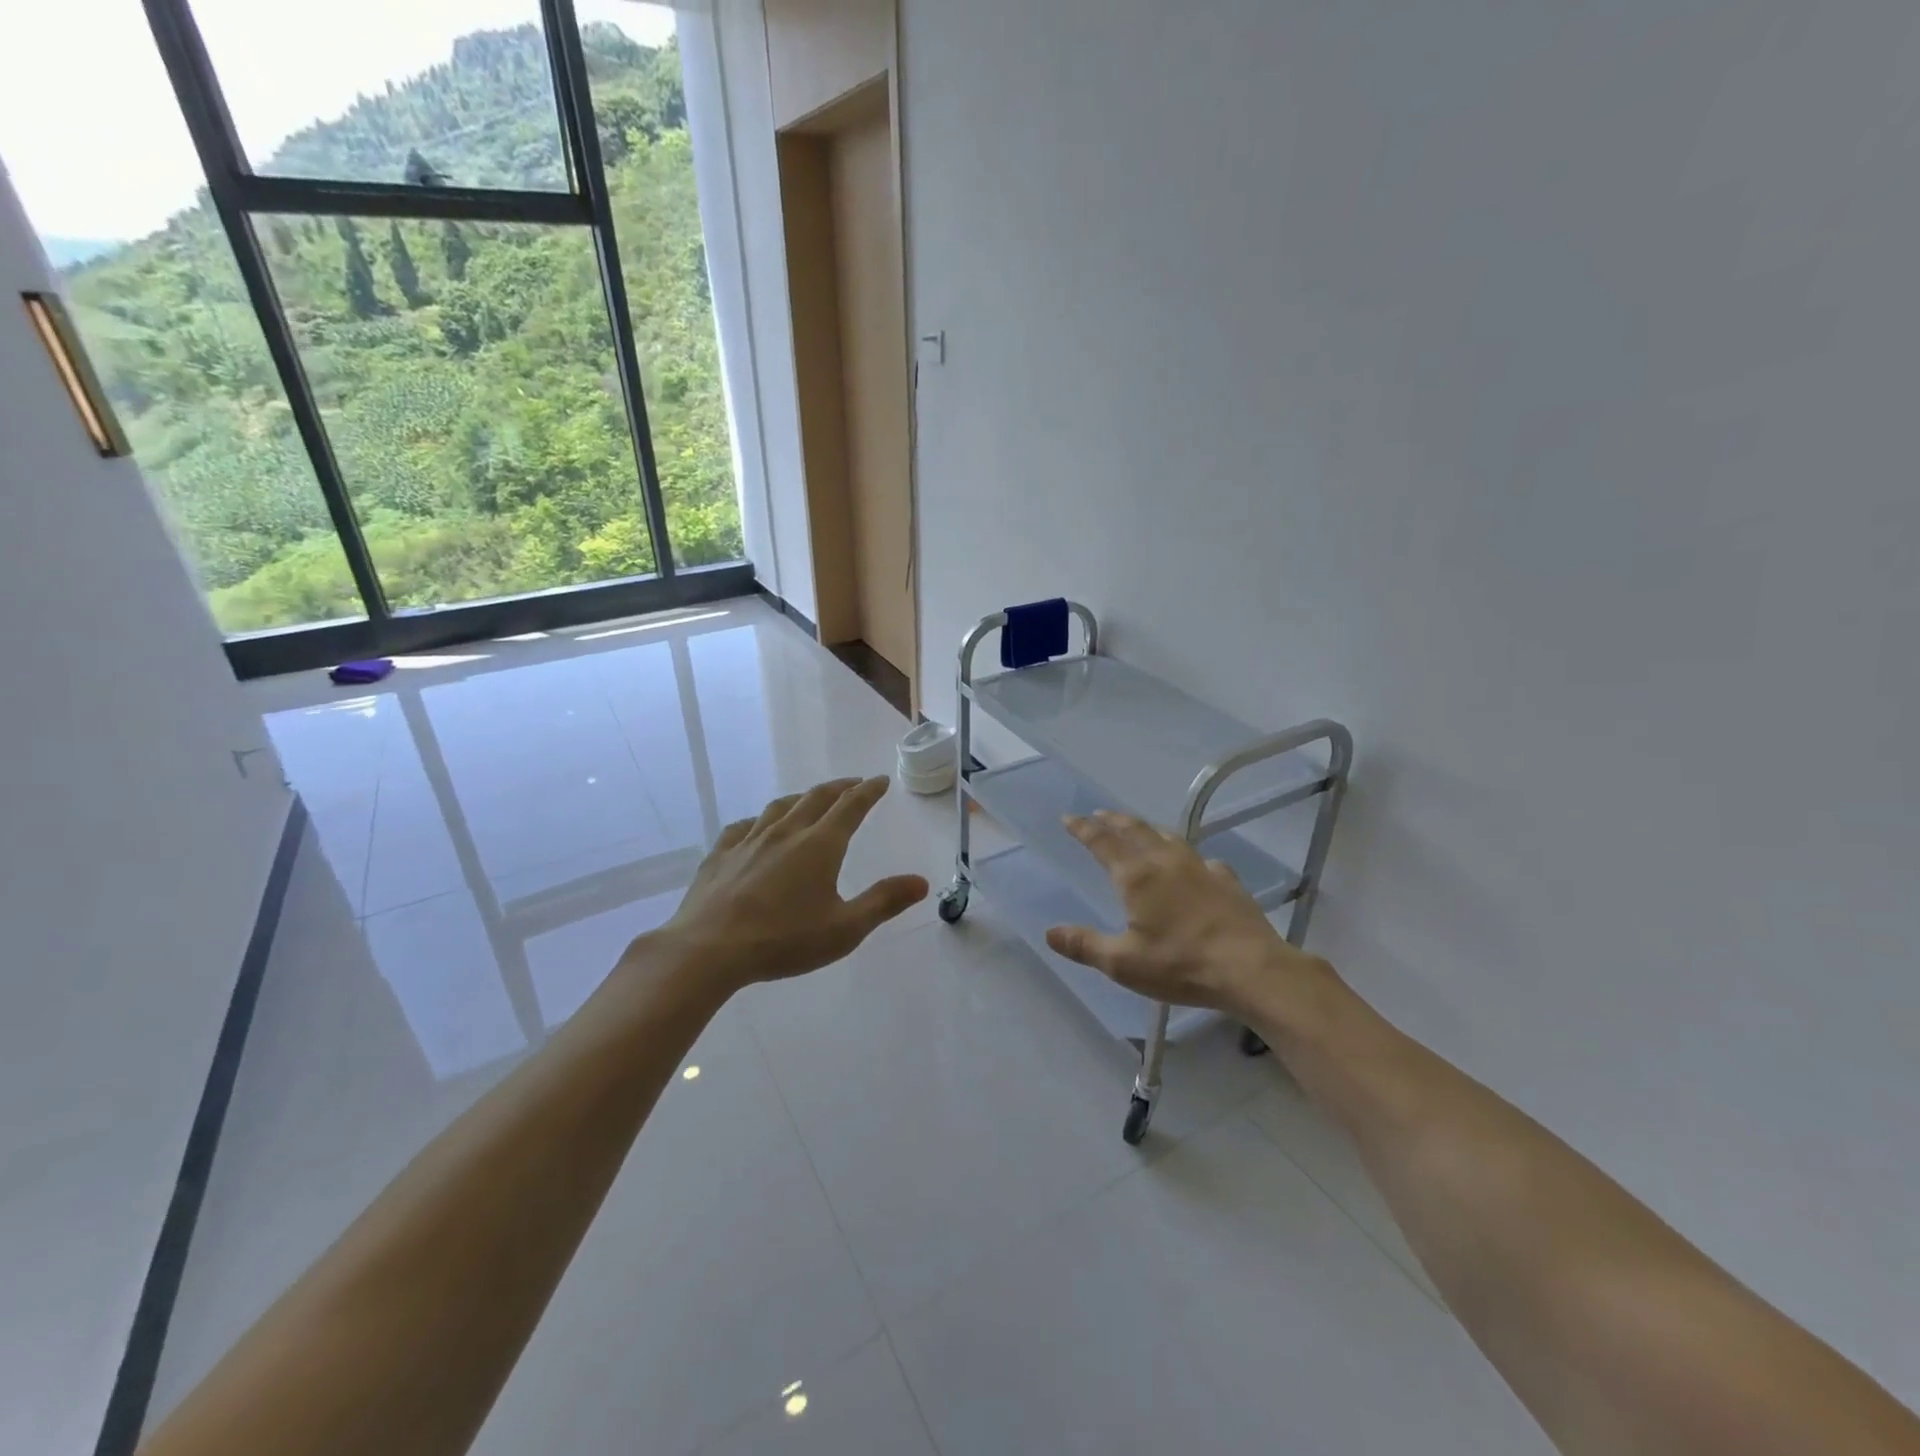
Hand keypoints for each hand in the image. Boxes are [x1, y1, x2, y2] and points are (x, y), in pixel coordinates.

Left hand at [645, 776, 928, 992]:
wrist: (709, 950)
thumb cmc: (783, 940)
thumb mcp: (845, 929)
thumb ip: (884, 902)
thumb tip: (921, 882)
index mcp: (820, 845)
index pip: (850, 806)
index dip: (868, 791)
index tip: (879, 780)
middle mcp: (786, 832)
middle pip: (816, 798)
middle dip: (839, 788)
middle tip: (854, 785)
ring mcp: (749, 840)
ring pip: (780, 807)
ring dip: (802, 798)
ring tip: (810, 800)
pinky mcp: (720, 854)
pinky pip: (744, 826)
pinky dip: (760, 820)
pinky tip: (757, 827)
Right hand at [1046, 810, 1329, 1017]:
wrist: (1251, 968)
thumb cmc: (1181, 965)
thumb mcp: (1123, 963)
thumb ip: (1085, 945)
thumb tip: (1049, 932)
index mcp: (1136, 877)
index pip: (1103, 842)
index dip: (1083, 829)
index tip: (1069, 818)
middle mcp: (1166, 862)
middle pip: (1136, 830)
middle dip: (1114, 820)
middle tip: (1100, 813)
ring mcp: (1200, 868)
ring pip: (1168, 837)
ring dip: (1147, 828)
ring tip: (1139, 828)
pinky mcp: (1227, 881)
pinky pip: (1201, 859)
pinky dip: (1186, 855)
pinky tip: (1193, 864)